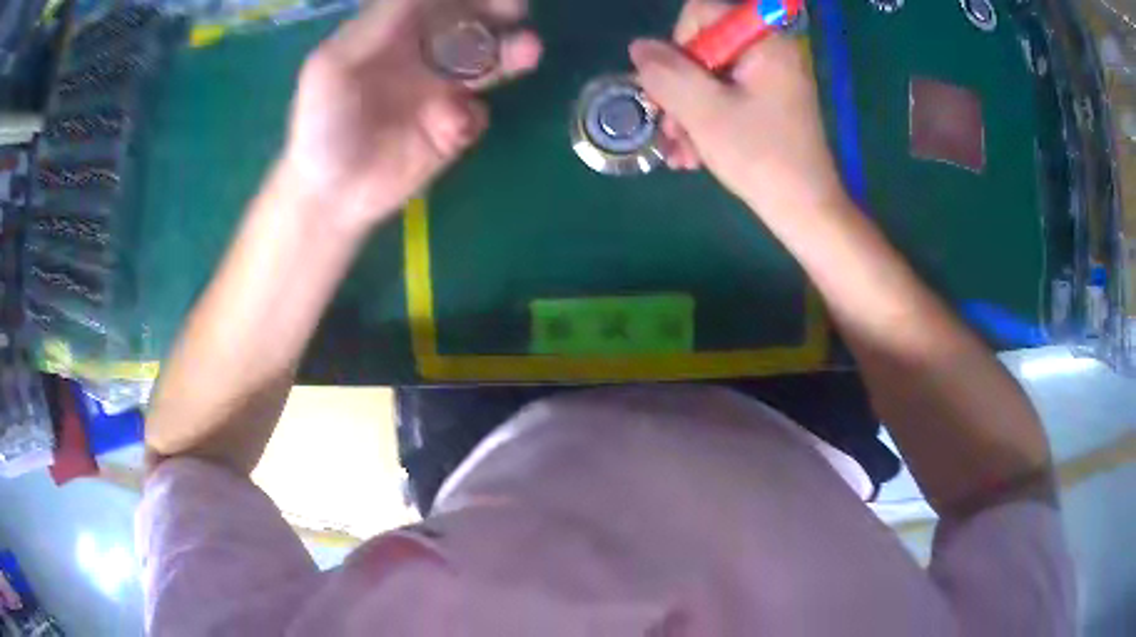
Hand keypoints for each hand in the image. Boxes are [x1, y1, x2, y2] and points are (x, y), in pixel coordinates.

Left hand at [281, 0, 541, 233]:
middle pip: (471, 25)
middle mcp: (424, 57)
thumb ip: (378, 23)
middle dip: (497, 12)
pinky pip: (478, 114)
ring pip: (487, 64)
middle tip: (515, 10)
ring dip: (509, 54)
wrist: (331, 196)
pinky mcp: (455, 131)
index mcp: (393, 35)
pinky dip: (471, 117)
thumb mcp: (333, 65)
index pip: (436, 2)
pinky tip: (449, 132)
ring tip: (526, 51)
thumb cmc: (321, 126)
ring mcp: (443, 93)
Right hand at [630, 0, 846, 219]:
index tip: (674, 86)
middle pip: (704, 48)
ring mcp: (771, 79)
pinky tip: (694, 155)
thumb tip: (639, 49)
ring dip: (687, 112)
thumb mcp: (704, 112)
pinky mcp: (769, 103)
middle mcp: (770, 52)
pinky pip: (726, 97)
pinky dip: (706, 121)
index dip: (677, 44)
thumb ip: (666, 73)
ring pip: (710, 77)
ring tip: (680, 153)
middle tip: (669, 129)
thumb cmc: (760, 157)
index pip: (703, 13)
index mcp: (764, 42)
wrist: (806, 211)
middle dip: (679, 89)